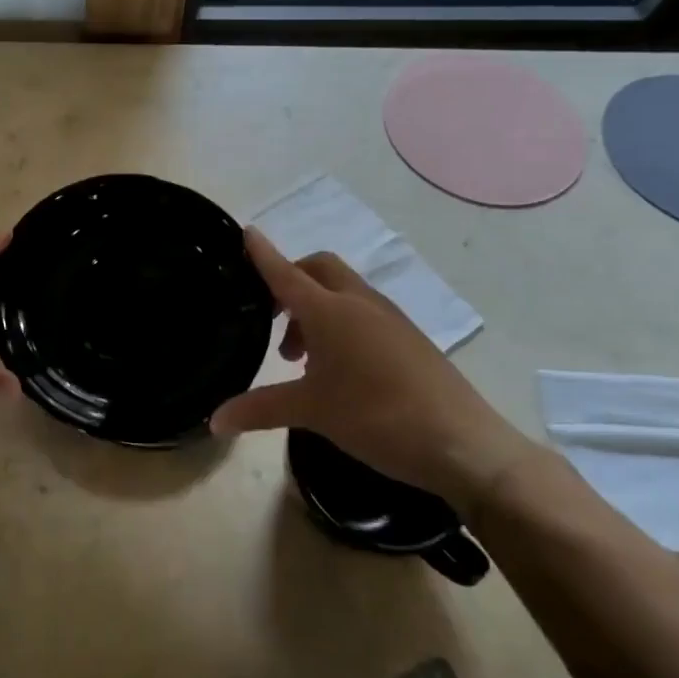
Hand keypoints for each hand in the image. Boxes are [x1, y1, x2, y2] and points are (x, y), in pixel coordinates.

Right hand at [209, 229, 536, 510]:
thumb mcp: (311, 413)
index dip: (262, 254)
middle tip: (271, 318)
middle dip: (290, 280)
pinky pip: (363, 313)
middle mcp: (360, 304)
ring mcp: (390, 319)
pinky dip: (340, 324)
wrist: (464, 445)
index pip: (286, 273)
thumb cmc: (377, 418)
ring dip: (314, 308)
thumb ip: (259, 409)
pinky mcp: (409, 338)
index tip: (245, 232)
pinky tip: (337, 369)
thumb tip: (214, 420)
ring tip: (300, 357)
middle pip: (318, 270)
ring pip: (342, 292)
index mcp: (331, 312)